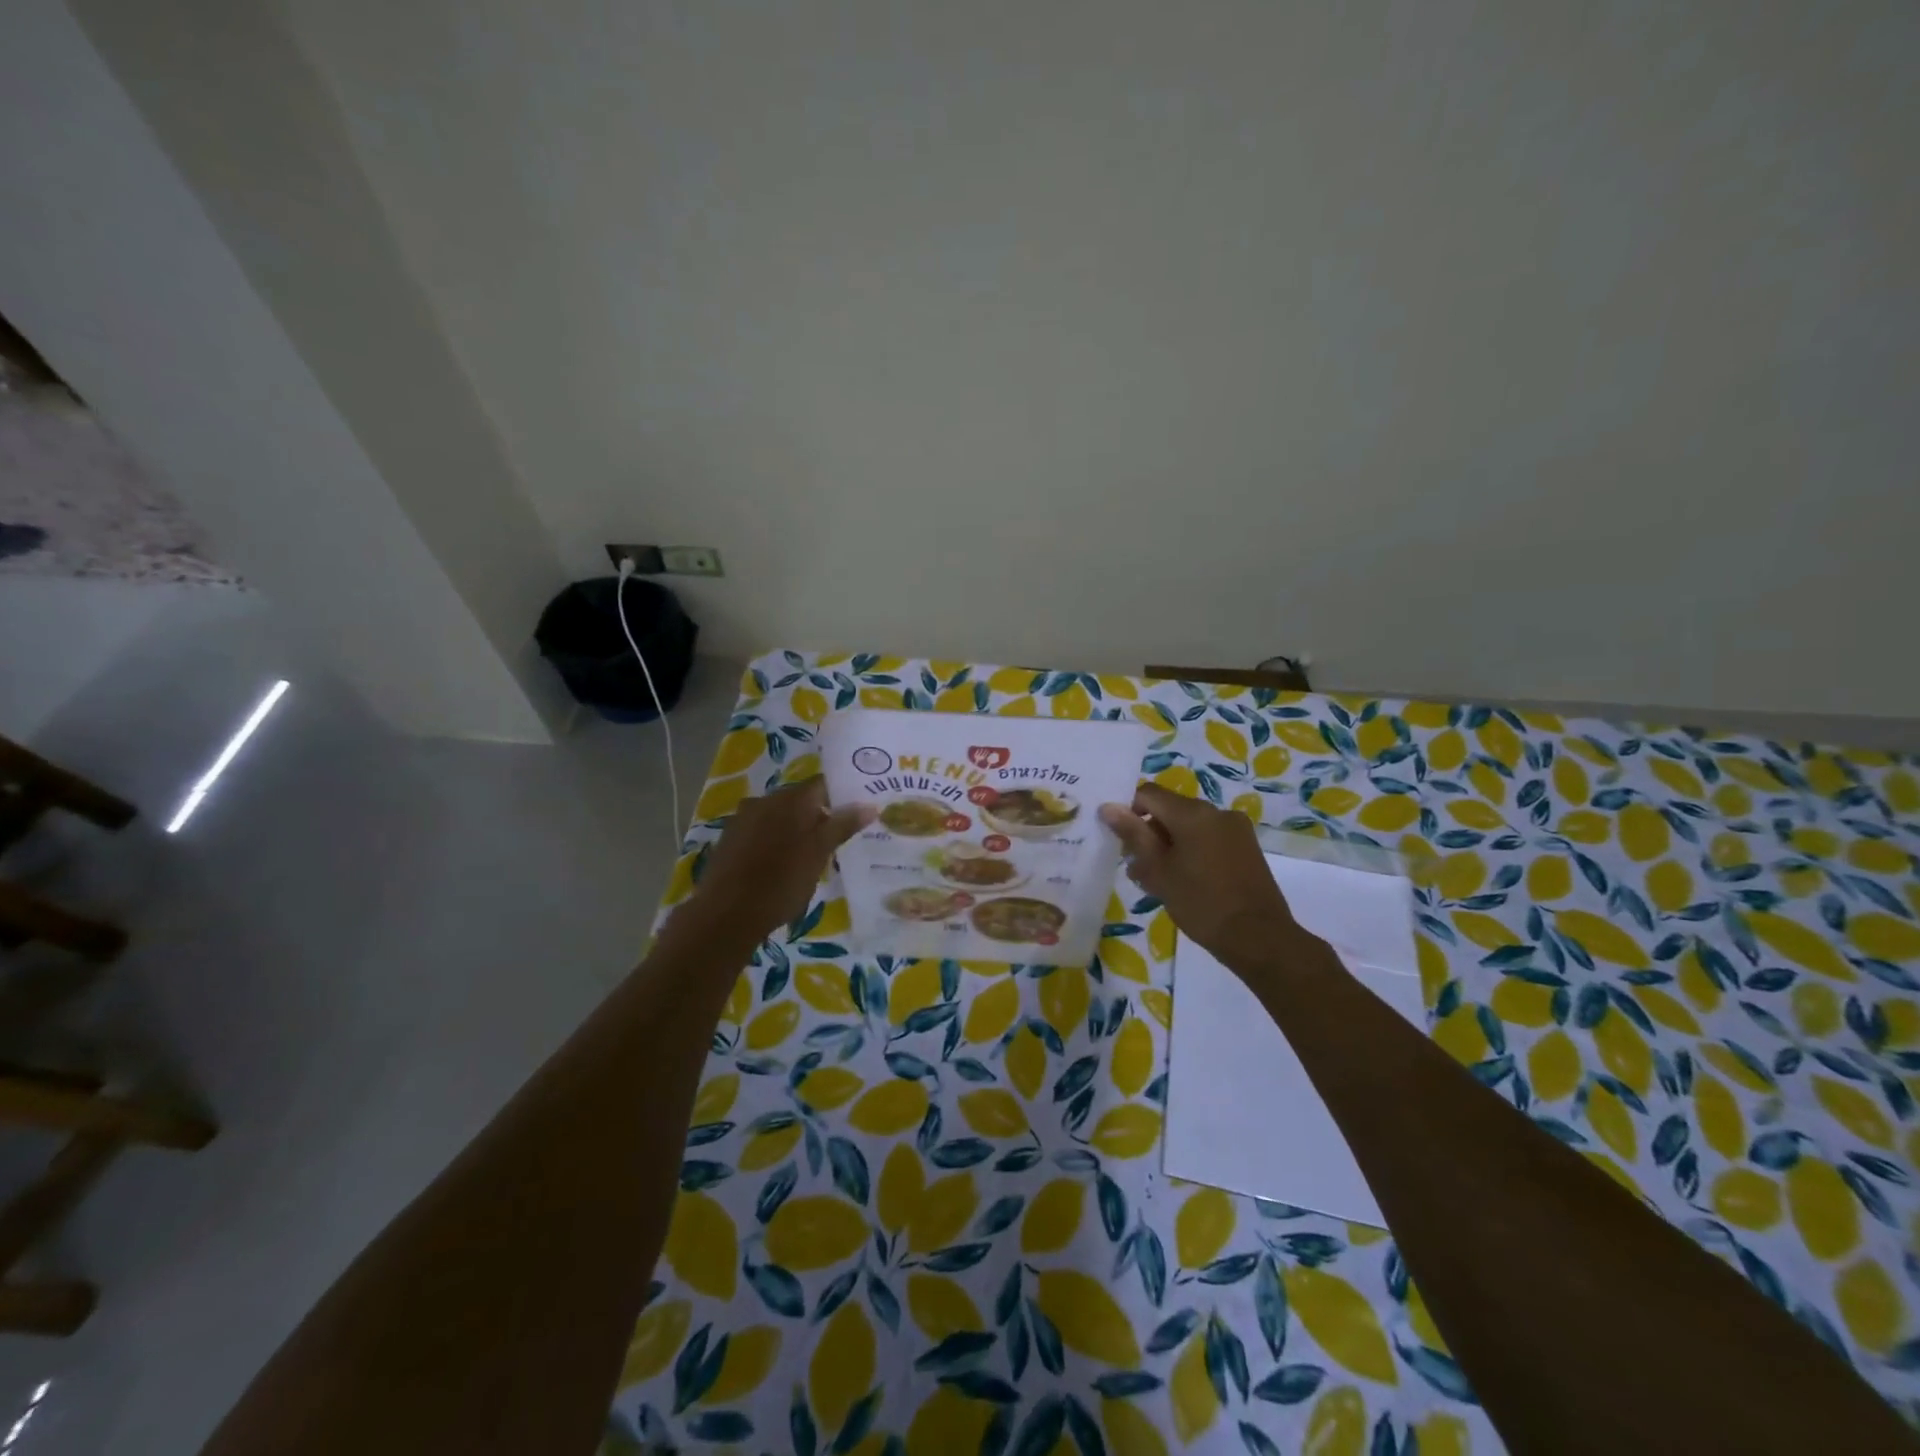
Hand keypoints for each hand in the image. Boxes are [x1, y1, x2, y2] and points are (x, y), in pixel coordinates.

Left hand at [677, 778, 873, 947]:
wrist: (725, 915)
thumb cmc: (781, 883)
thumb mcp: (819, 855)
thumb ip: (842, 826)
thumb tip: (869, 805)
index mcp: (791, 799)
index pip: (823, 784)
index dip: (841, 796)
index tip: (856, 814)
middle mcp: (766, 799)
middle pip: (800, 800)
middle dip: (819, 815)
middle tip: (837, 839)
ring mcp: (743, 818)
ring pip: (779, 816)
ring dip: (796, 829)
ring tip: (811, 855)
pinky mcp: (729, 838)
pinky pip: (761, 830)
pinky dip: (774, 841)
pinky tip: (780, 864)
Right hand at [1098, 784, 1297, 970]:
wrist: (1258, 938)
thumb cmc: (1200, 903)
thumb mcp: (1158, 871)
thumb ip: (1133, 835)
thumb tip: (1108, 807)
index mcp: (1192, 813)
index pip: (1148, 794)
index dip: (1129, 812)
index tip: (1122, 842)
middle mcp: (1216, 811)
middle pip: (1170, 809)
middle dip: (1150, 833)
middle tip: (1137, 867)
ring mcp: (1236, 828)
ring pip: (1190, 826)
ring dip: (1170, 844)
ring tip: (1159, 879)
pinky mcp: (1247, 847)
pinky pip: (1209, 838)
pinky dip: (1192, 850)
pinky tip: (1185, 881)